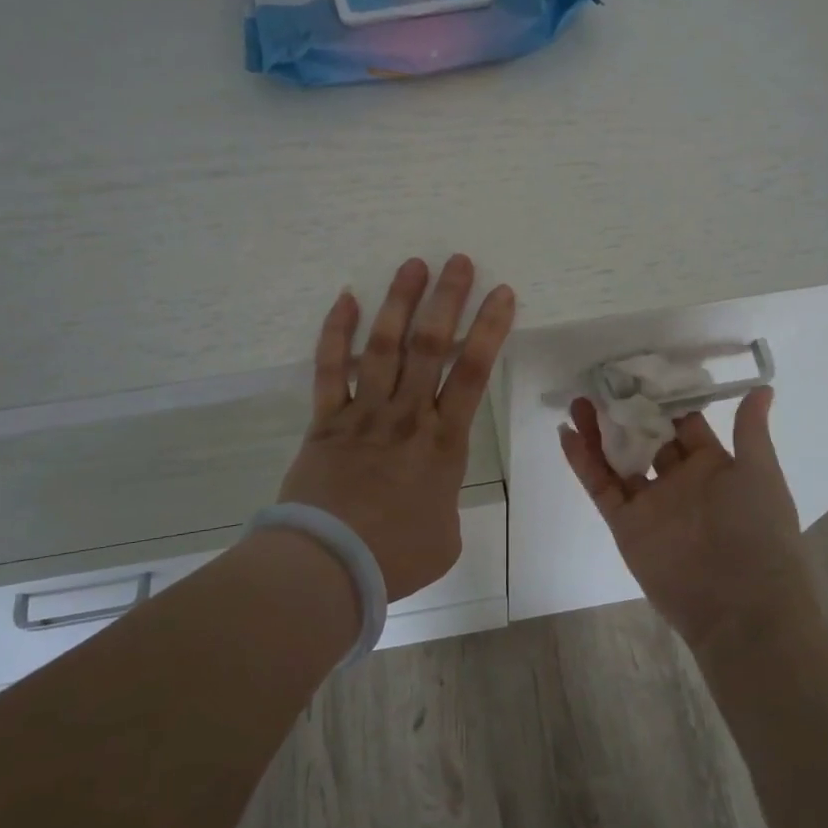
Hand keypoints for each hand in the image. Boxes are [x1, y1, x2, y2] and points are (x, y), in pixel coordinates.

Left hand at [279, 255, 515, 601]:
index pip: (473, 373)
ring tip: (412, 265)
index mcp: (444, 442)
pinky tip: (345, 299)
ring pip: (385, 346)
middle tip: (457, 261)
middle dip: (447, 300)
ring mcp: (364, 413)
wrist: (329, 565)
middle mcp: (408, 415)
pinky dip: (336, 333)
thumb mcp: (444, 539)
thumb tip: (433, 498)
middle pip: (431, 346)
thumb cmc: (395, 557)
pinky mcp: (326, 420)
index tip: (501, 294)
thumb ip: (445, 506)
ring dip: (400, 303)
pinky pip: (330, 369)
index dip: (490, 329)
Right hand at [559, 389, 806, 651]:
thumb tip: (762, 387)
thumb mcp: (760, 473)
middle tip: (602, 383)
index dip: (662, 399)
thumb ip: (750, 431)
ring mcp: (649, 502)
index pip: (682, 424)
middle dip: (625, 412)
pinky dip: (583, 462)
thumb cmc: (757, 530)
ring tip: (578, 401)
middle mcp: (678, 481)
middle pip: (645, 438)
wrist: (741, 605)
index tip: (640, 372)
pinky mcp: (625, 524)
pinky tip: (567, 433)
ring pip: (617, 458)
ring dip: (598, 431)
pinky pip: (600, 487)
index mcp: (713, 466)